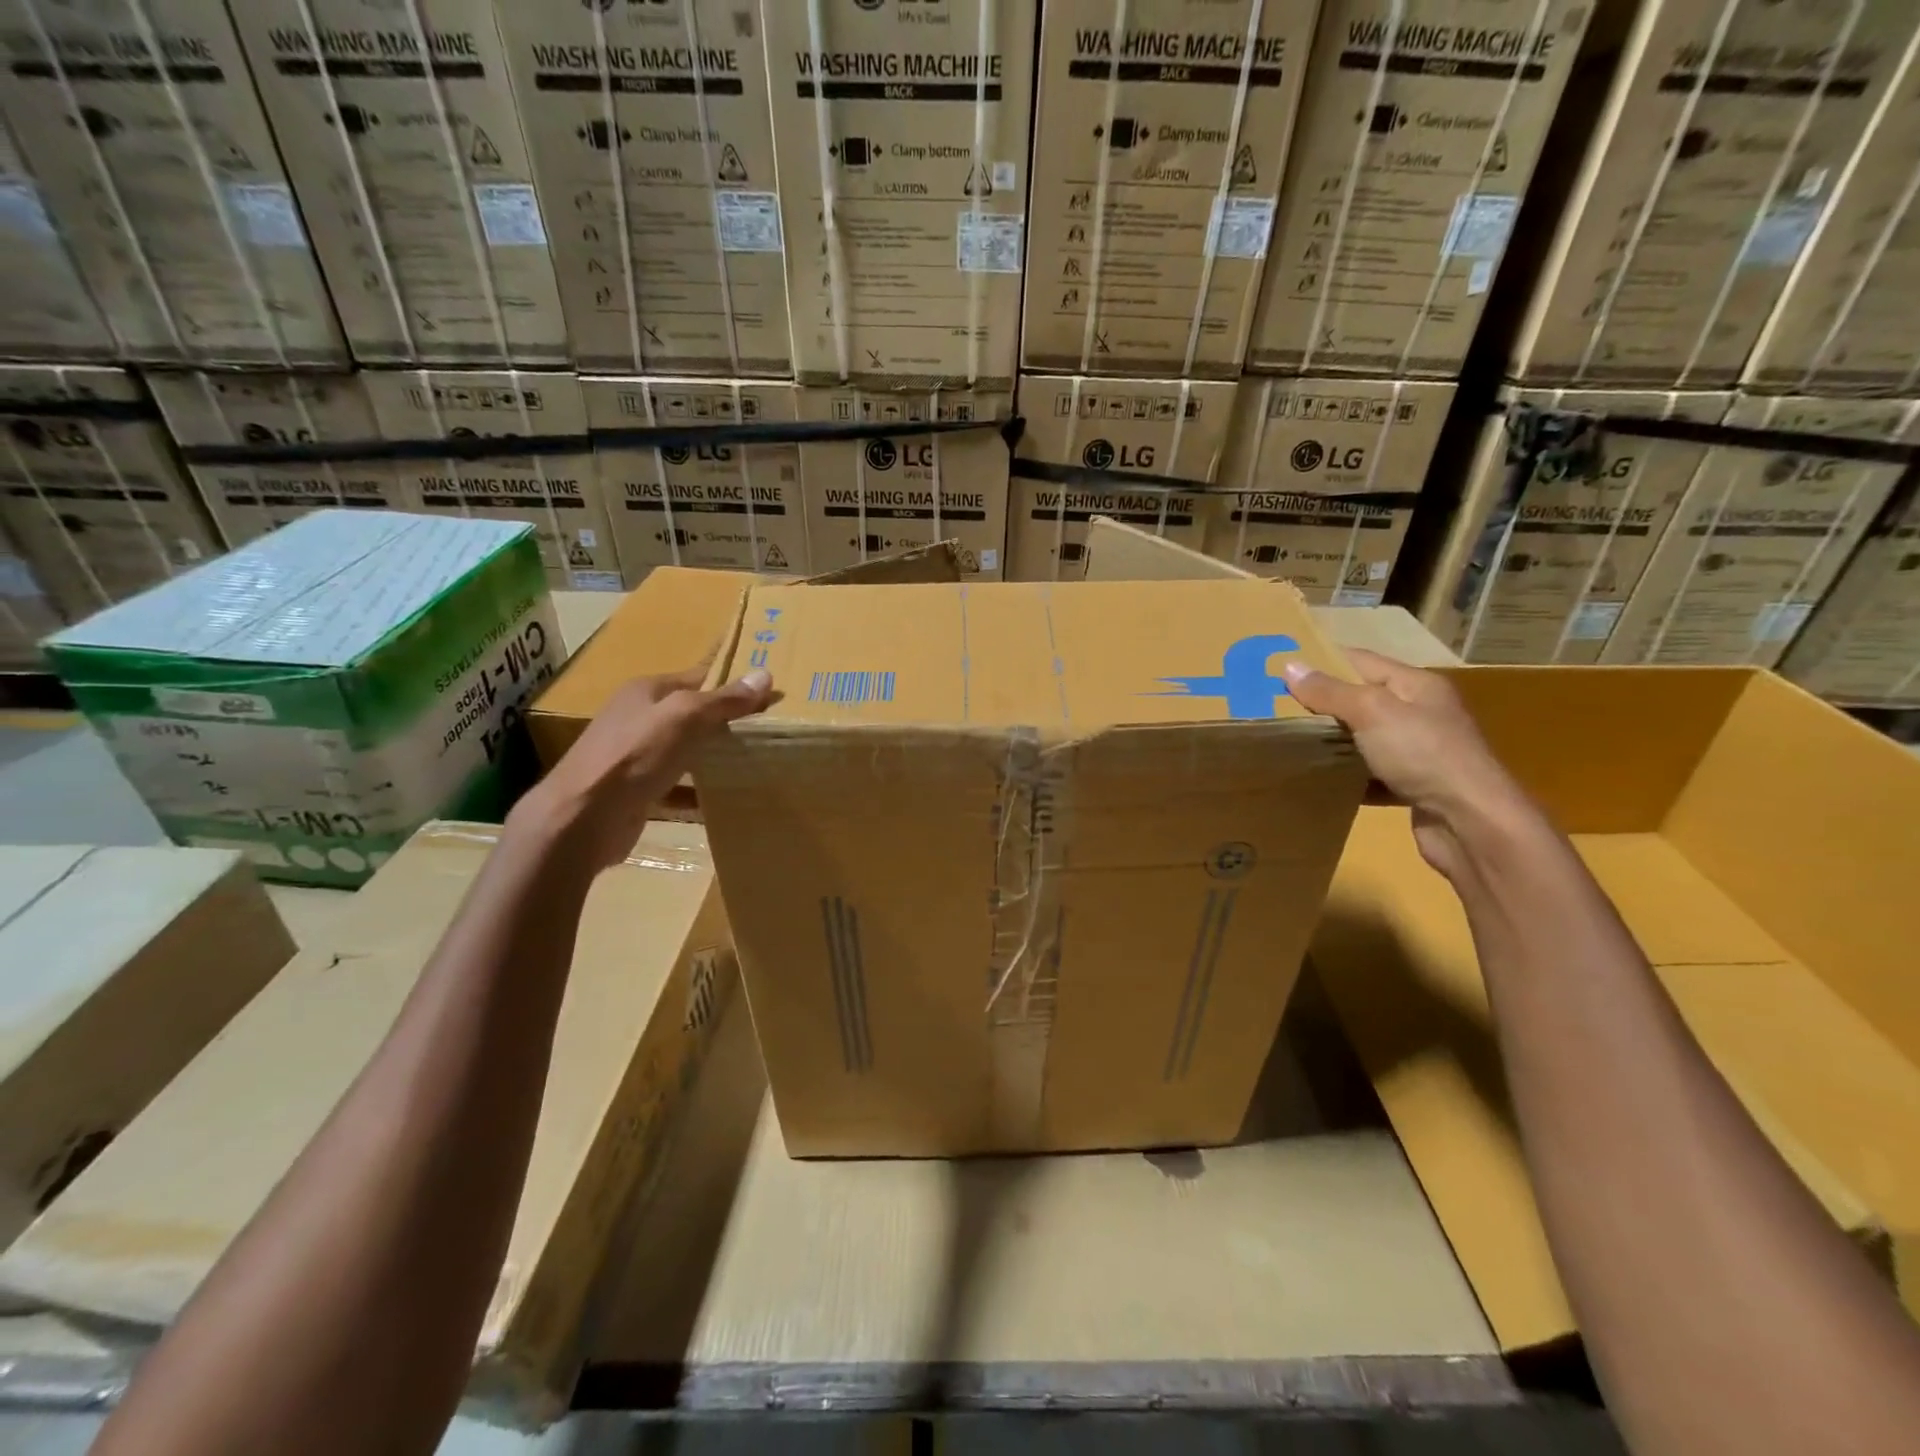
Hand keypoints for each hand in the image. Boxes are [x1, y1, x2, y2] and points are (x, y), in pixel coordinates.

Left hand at [517, 666, 773, 871]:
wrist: (581, 819)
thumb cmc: (633, 756)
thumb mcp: (683, 718)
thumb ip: (723, 700)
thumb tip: (764, 675)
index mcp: (646, 692)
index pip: (699, 677)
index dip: (733, 683)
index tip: (771, 694)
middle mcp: (638, 718)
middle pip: (692, 714)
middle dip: (727, 721)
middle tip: (770, 729)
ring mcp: (634, 756)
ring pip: (685, 750)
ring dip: (714, 756)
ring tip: (754, 762)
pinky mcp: (636, 791)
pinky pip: (676, 786)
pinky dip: (697, 791)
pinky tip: (722, 798)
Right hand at [1283, 650, 1531, 880]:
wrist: (1471, 823)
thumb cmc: (1423, 754)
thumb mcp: (1372, 712)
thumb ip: (1330, 691)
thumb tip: (1290, 666)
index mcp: (1416, 686)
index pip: (1360, 661)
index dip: (1321, 663)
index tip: (1279, 671)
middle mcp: (1420, 713)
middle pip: (1360, 701)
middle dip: (1321, 705)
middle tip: (1274, 710)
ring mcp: (1418, 752)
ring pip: (1363, 740)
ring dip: (1331, 743)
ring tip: (1288, 744)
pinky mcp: (1412, 787)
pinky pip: (1370, 775)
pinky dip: (1346, 777)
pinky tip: (1319, 781)